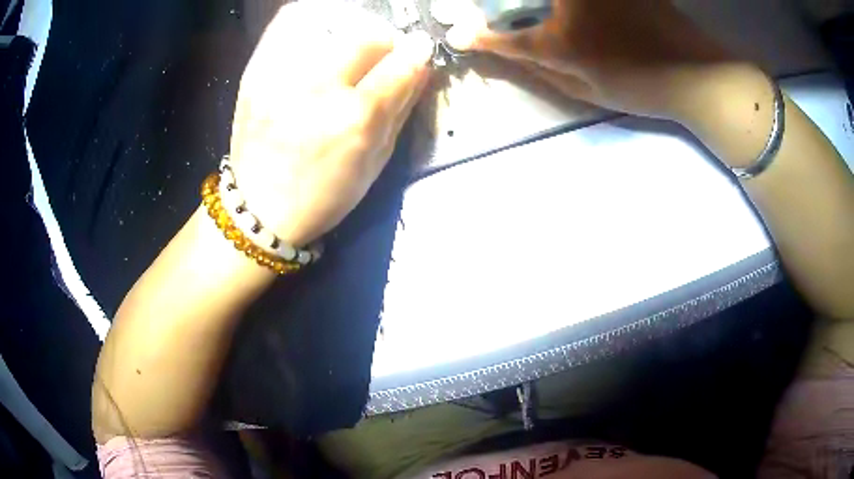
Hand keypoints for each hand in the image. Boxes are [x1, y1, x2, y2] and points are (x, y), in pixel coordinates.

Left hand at [229, 2, 432, 246]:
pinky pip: (288, 23)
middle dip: (385, 39)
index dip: (418, 54)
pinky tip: (318, 38)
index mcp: (354, 121)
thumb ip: (401, 108)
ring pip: (330, 21)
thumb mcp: (374, 161)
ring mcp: (281, 75)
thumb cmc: (323, 194)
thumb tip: (420, 66)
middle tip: (381, 55)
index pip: (403, 64)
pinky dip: (311, 21)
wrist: (258, 208)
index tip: (418, 53)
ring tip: (347, 50)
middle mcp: (317, 89)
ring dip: (350, 30)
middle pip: (367, 35)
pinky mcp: (255, 71)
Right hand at [446, 0, 736, 119]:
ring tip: (521, 11)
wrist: (695, 72)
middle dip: (495, 8)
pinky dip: (560, 3)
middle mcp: (569, 2)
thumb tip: (508, 54)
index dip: (480, 37)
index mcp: (563, 39)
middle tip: (487, 17)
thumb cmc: (642, 86)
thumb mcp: (589, 91)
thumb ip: (543, 70)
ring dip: (532, 4)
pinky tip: (562, 11)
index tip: (461, 36)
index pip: (507, 36)